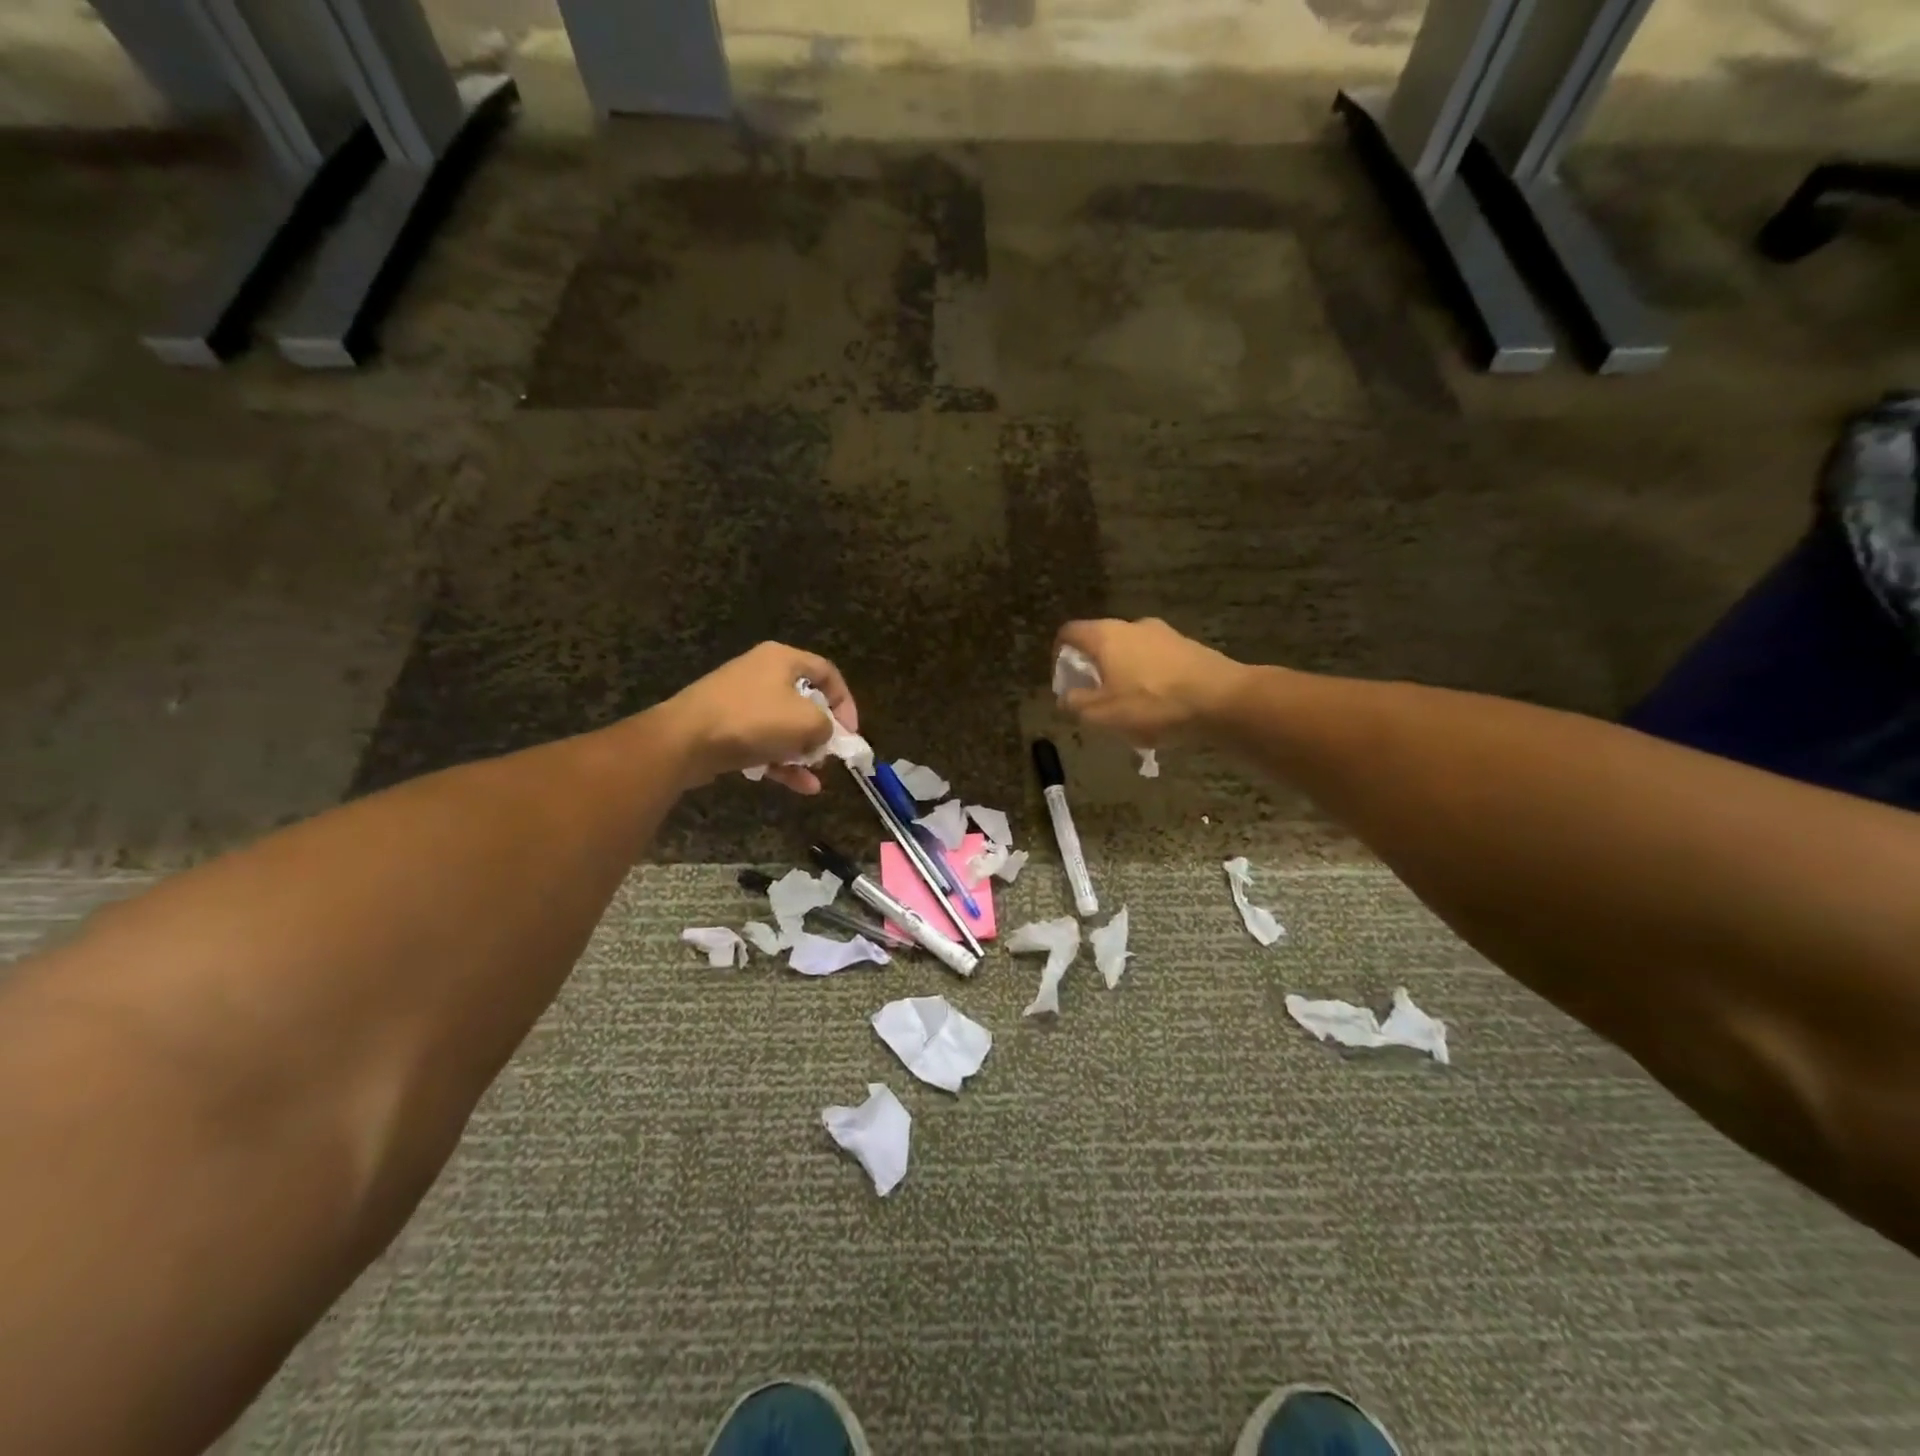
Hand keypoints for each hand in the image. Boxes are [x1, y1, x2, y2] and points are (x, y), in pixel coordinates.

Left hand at [662, 642, 858, 793]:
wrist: (685, 740)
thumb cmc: (754, 720)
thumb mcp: (807, 722)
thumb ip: (827, 727)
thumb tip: (822, 735)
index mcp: (782, 659)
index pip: (827, 673)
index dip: (846, 702)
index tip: (851, 732)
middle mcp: (761, 673)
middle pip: (805, 701)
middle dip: (822, 732)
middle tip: (831, 754)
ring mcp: (740, 701)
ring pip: (783, 727)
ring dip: (803, 753)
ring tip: (815, 776)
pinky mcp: (725, 727)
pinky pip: (763, 743)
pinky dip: (782, 763)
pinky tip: (801, 787)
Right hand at [1053, 618, 1244, 746]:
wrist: (1222, 700)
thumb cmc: (1153, 704)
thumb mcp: (1103, 714)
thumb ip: (1077, 704)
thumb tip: (1066, 698)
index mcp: (1106, 636)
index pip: (1069, 633)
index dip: (1059, 655)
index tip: (1065, 682)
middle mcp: (1133, 626)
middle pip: (1101, 642)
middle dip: (1094, 670)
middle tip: (1096, 700)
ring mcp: (1164, 634)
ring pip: (1131, 653)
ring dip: (1123, 676)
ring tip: (1129, 709)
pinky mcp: (1189, 648)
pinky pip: (1157, 662)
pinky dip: (1150, 680)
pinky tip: (1159, 708)